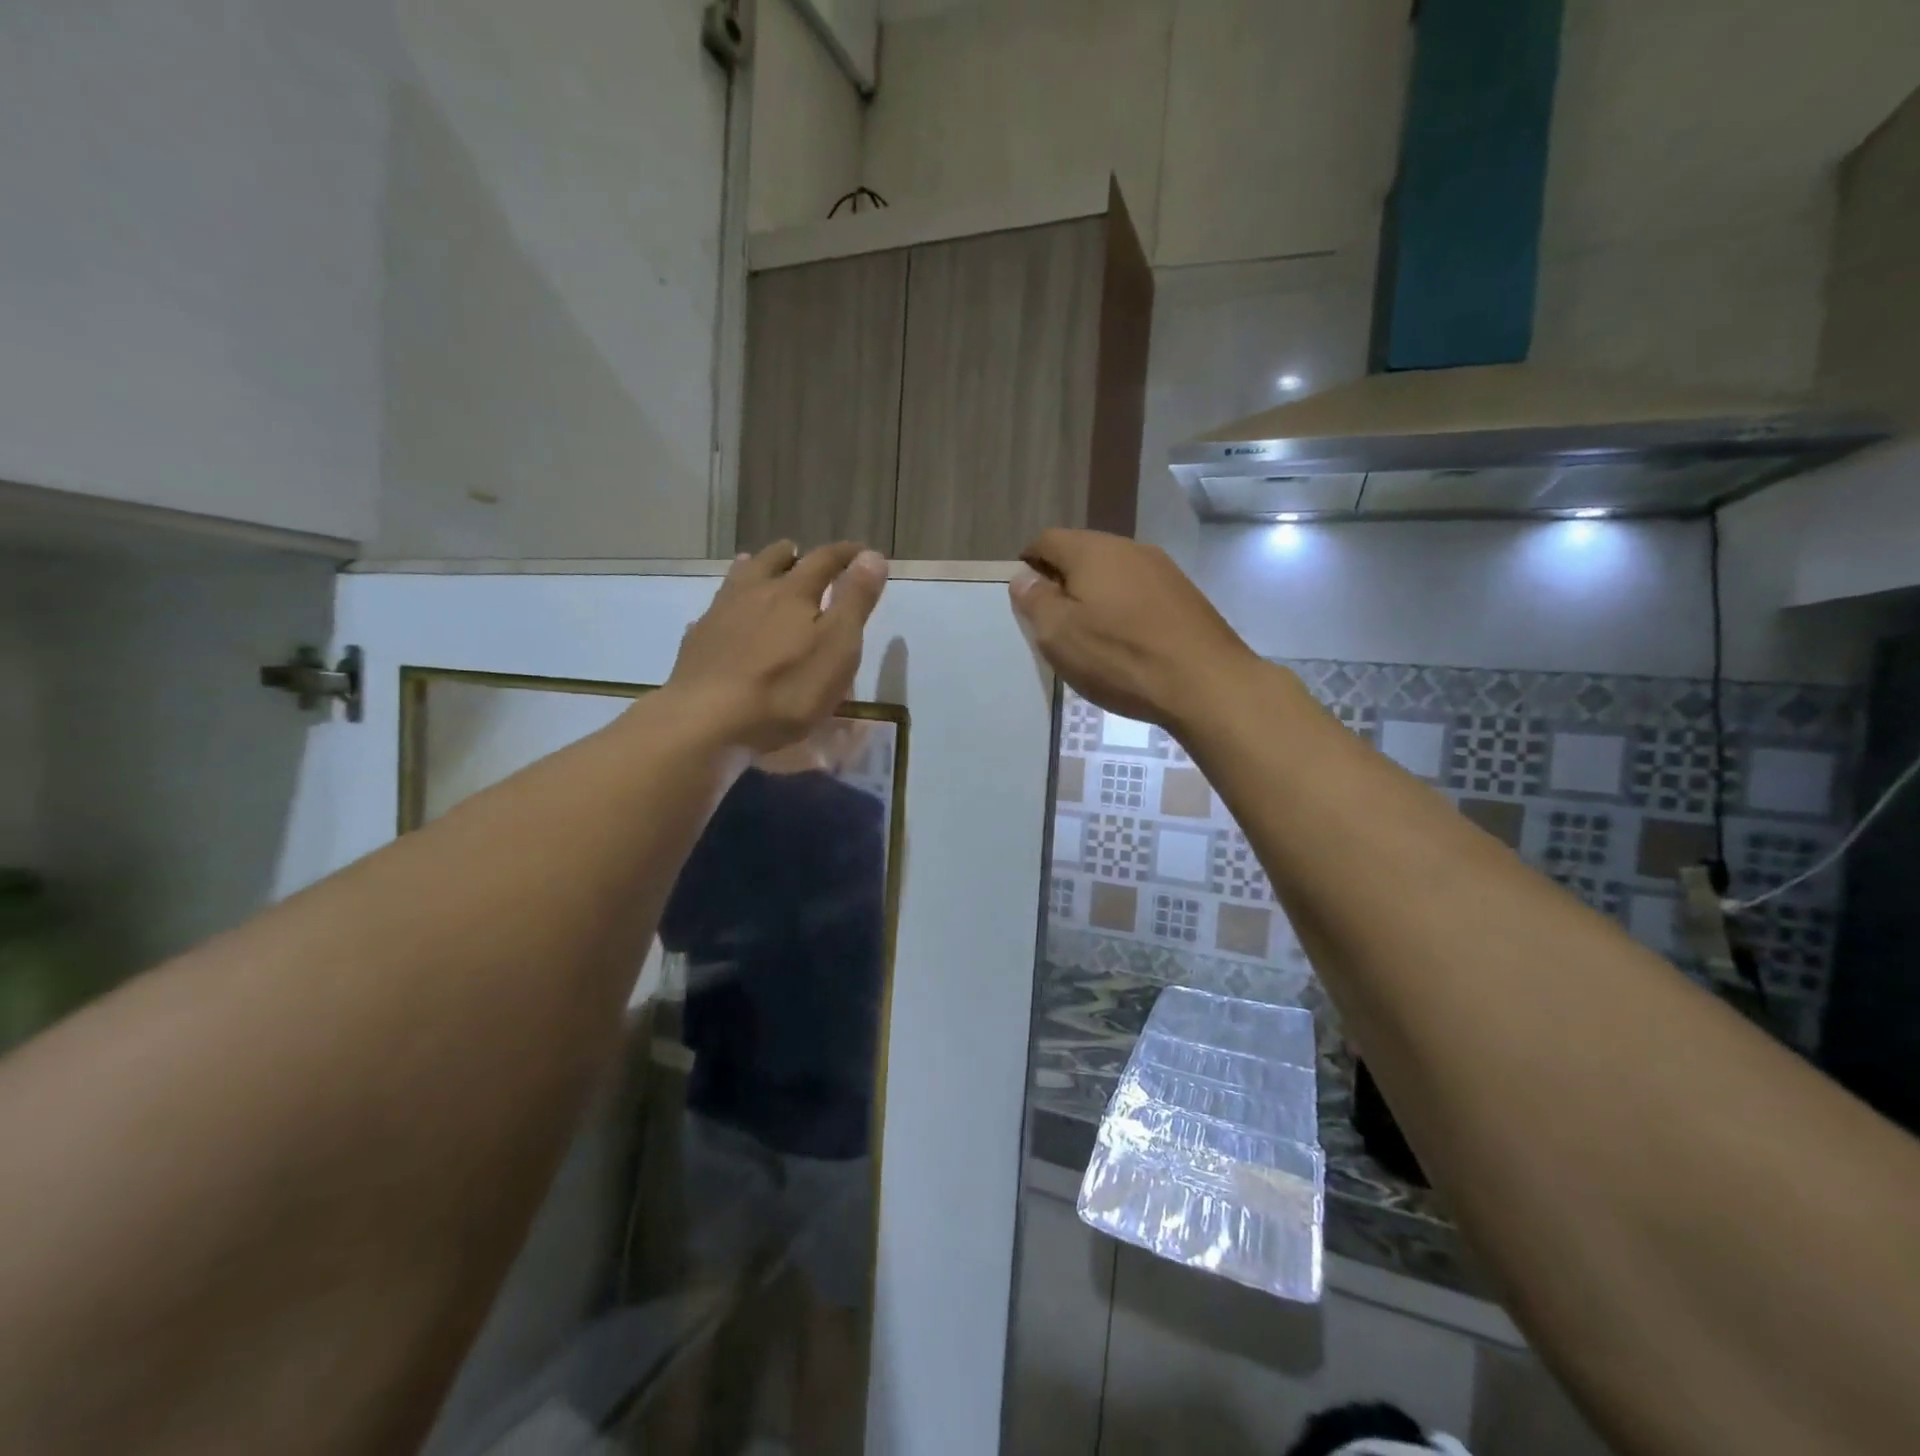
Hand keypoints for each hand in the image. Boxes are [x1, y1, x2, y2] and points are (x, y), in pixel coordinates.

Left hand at [667, 540, 888, 751]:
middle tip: (801, 553)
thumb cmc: (786, 688)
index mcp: (793, 592)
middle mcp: (754, 593)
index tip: (862, 552)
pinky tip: (723, 618)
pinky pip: (713, 612)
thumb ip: (855, 600)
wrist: (708, 720)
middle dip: (792, 555)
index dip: (846, 554)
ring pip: (738, 579)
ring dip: (754, 569)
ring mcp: (719, 615)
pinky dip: (725, 607)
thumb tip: (872, 555)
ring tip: (757, 566)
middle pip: (773, 560)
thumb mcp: (837, 646)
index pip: (824, 560)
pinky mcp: (697, 642)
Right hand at [1009, 530, 1257, 729]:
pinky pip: (1139, 592)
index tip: (1024, 596)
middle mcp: (1129, 548)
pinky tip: (1125, 641)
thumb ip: (1035, 601)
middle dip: (1062, 580)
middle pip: (1082, 553)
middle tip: (1053, 621)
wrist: (1206, 683)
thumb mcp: (1059, 635)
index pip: (1047, 540)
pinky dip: (1123, 608)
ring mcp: (1162, 569)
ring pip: (1113, 572)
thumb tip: (1023, 577)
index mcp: (1092, 551)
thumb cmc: (1120, 658)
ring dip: (1094, 595)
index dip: (1028, 564)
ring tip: (1089, 634)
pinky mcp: (1184, 595)